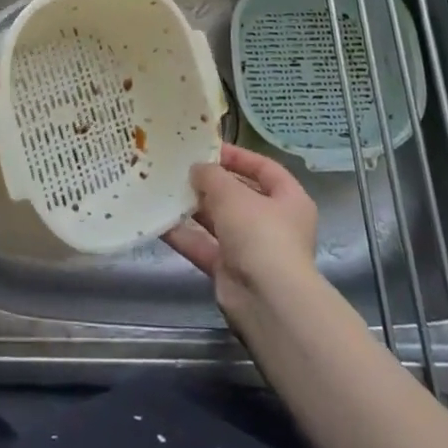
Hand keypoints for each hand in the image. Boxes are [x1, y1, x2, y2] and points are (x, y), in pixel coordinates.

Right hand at [163, 144, 319, 317]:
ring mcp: (252, 249)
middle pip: (239, 195)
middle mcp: (274, 223)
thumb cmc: (259, 233)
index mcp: (289, 199)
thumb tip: (198, 170)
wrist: (266, 299)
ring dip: (194, 208)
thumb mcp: (232, 193)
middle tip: (180, 169)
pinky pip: (205, 246)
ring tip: (165, 190)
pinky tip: (159, 222)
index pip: (264, 168)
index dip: (238, 156)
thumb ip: (211, 176)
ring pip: (219, 222)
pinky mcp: (230, 271)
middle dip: (210, 183)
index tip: (208, 148)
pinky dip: (184, 236)